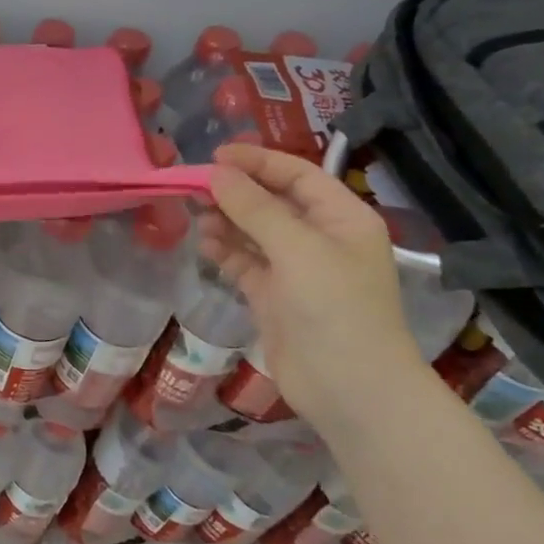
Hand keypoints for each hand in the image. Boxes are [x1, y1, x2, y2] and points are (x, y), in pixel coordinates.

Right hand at [198, 143, 426, 431]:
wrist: (349, 388)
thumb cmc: (335, 308)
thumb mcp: (297, 249)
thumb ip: (254, 209)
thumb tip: (216, 174)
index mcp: (342, 218)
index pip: (298, 175)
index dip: (258, 161)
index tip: (215, 156)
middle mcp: (321, 238)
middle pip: (272, 201)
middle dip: (236, 192)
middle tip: (194, 187)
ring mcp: (296, 269)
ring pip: (254, 232)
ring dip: (226, 221)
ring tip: (196, 217)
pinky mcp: (274, 296)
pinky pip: (245, 262)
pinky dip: (225, 251)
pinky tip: (205, 245)